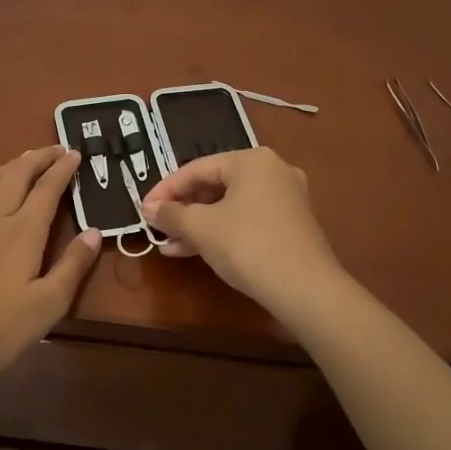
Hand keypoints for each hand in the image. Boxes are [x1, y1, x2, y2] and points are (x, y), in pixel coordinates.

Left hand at [0, 146, 101, 390]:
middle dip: (38, 158)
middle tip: (54, 148)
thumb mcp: (48, 305)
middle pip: (17, 177)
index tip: (74, 153)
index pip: (47, 190)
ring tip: (23, 159)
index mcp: (23, 233)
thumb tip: (95, 231)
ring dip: (8, 166)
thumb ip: (73, 266)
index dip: (62, 169)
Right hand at [141, 147, 342, 308]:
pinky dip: (222, 232)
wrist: (306, 289)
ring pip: (230, 205)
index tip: (144, 210)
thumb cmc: (248, 246)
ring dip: (199, 224)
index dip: (165, 189)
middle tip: (158, 227)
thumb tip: (148, 208)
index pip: (197, 168)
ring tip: (171, 246)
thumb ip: (171, 214)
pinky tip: (198, 252)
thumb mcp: (201, 228)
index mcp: (252, 160)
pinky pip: (247, 220)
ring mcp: (287, 199)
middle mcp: (273, 171)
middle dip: (183, 209)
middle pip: (215, 185)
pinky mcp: (292, 225)